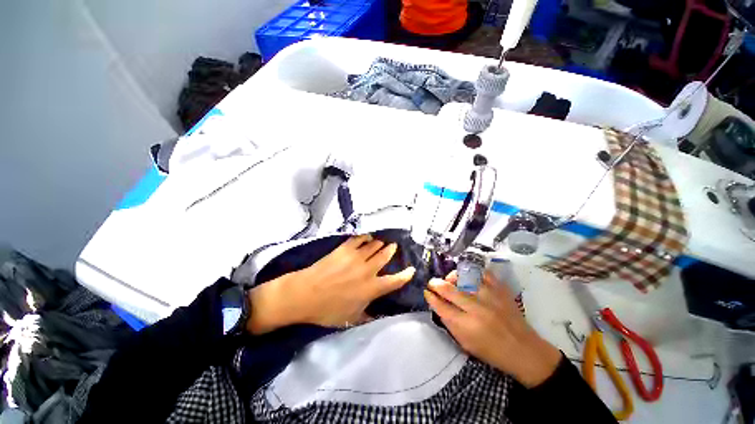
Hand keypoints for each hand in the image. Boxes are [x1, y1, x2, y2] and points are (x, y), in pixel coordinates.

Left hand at [247, 234, 414, 333]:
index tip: (411, 269)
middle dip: (391, 250)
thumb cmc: (328, 310)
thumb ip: (367, 316)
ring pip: (374, 245)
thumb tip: (377, 316)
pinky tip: (366, 237)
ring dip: (380, 243)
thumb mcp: (351, 319)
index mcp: (371, 288)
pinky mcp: (345, 249)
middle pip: (385, 256)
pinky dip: (365, 237)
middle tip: (393, 247)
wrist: (306, 294)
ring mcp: (357, 257)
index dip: (405, 275)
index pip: (395, 280)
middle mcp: (368, 271)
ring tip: (381, 241)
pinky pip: (359, 239)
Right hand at [424, 272, 560, 387]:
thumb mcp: (466, 344)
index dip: (431, 297)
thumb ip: (449, 323)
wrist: (524, 351)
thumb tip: (437, 304)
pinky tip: (467, 276)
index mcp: (467, 327)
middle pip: (449, 289)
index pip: (441, 306)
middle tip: (432, 282)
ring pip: (464, 277)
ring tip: (450, 279)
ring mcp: (490, 297)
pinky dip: (472, 272)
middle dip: (436, 283)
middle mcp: (477, 309)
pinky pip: (483, 273)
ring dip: (452, 276)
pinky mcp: (501, 290)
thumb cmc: (492, 352)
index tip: (427, 292)